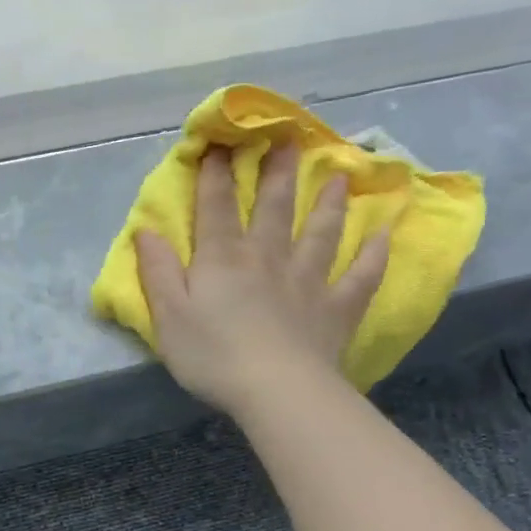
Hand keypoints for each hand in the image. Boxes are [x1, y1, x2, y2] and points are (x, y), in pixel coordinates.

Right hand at [135, 148, 387, 418]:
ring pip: (321, 233)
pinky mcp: (336, 309)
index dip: (216, 174)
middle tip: (290, 138)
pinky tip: (384, 236)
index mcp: (223, 260)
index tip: (220, 142)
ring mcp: (308, 281)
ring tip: (339, 176)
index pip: (216, 207)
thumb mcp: (168, 316)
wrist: (276, 391)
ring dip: (329, 203)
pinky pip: (361, 277)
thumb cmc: (213, 355)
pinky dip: (374, 256)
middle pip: (274, 208)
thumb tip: (146, 231)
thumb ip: (157, 271)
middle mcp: (267, 259)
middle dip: (278, 172)